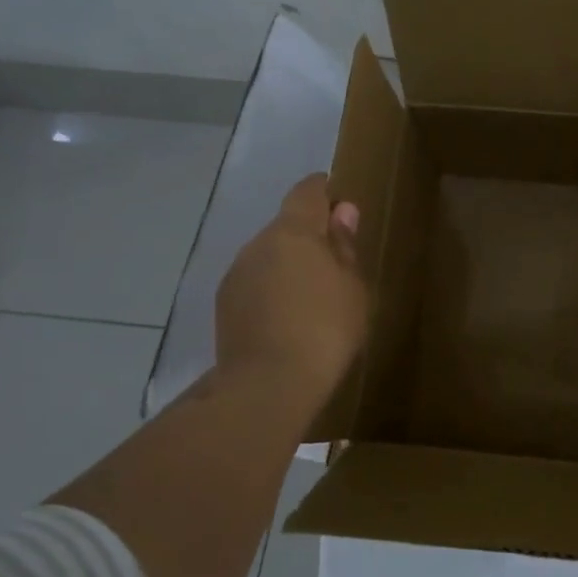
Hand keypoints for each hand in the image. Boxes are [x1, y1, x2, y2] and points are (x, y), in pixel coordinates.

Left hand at [215, 174, 369, 402]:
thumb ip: (344, 246)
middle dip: (309, 236)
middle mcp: (258, 243)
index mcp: (293, 231)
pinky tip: (288, 318)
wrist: (268, 385)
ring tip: (312, 297)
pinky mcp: (225, 304)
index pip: (307, 191)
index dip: (325, 192)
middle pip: (286, 225)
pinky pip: (255, 283)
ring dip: (288, 265)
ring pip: (269, 256)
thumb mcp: (352, 287)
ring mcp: (236, 274)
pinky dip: (272, 290)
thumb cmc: (326, 329)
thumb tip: (342, 211)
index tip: (340, 206)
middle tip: (335, 264)